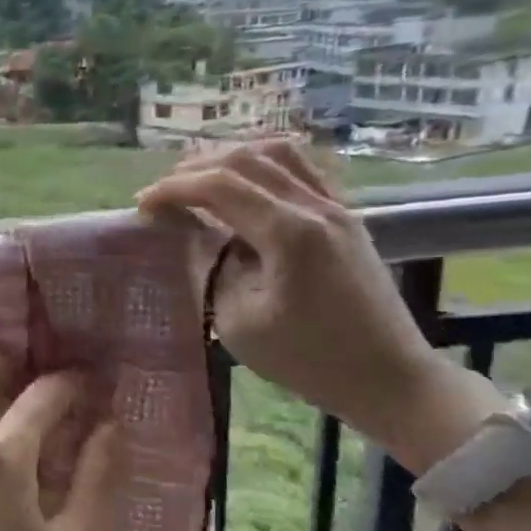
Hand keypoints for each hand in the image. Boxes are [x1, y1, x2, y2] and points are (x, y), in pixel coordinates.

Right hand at [137, 141, 498, 472]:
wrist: (388, 377)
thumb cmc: (309, 360)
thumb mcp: (239, 323)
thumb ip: (214, 270)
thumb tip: (204, 239)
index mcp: (289, 233)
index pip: (219, 187)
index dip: (173, 190)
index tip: (142, 205)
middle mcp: (315, 206)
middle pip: (246, 160)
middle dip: (196, 169)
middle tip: (164, 193)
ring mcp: (337, 207)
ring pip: (278, 154)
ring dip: (231, 159)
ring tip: (200, 179)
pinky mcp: (347, 217)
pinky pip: (302, 169)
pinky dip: (264, 166)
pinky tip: (246, 185)